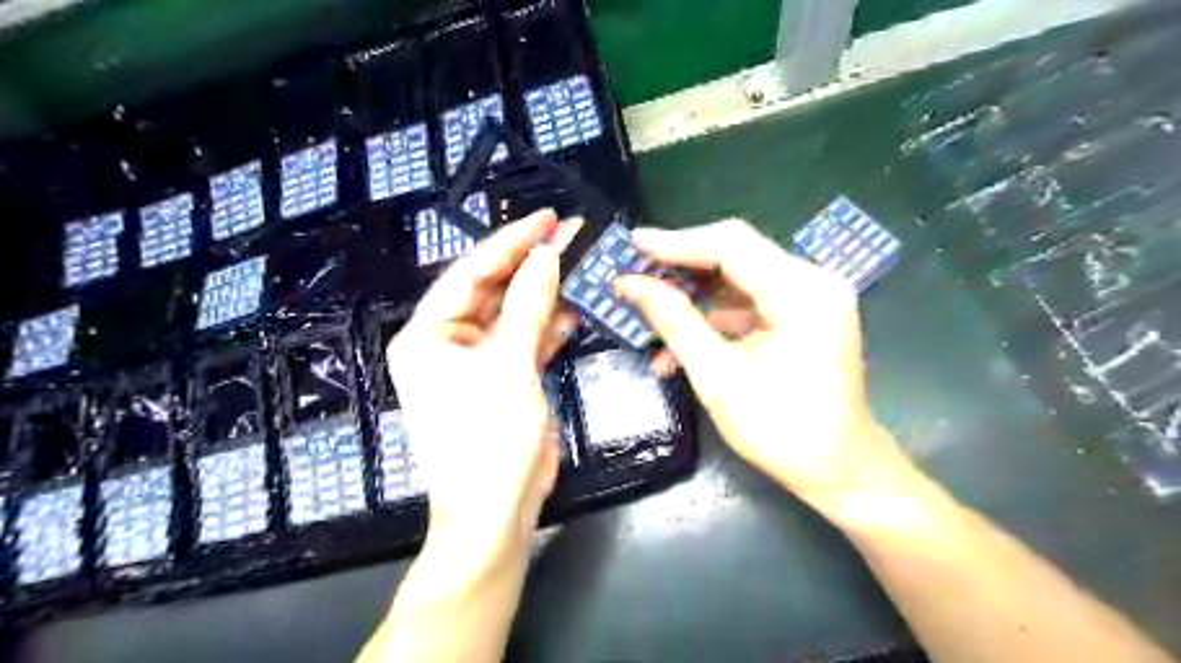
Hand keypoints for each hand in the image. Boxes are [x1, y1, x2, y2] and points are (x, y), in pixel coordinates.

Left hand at [390, 209, 579, 568]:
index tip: (546, 219)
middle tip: (570, 235)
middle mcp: (447, 342)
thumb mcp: (510, 366)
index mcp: (428, 335)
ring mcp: (477, 361)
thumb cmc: (490, 439)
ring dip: (544, 294)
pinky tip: (574, 310)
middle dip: (531, 265)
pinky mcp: (503, 378)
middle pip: (492, 291)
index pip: (471, 274)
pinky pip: (525, 341)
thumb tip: (548, 255)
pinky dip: (548, 327)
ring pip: (512, 314)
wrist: (497, 512)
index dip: (510, 243)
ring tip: (579, 264)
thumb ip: (529, 306)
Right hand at [613, 219, 915, 518]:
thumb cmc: (781, 430)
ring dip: (693, 295)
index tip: (631, 244)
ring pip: (738, 278)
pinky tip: (679, 343)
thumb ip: (673, 321)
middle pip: (735, 255)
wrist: (839, 469)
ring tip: (648, 309)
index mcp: (801, 292)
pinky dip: (713, 317)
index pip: (730, 245)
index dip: (675, 243)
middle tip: (635, 272)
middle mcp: (812, 281)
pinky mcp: (803, 314)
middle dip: (680, 266)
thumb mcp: (717, 375)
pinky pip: (749, 302)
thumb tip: (629, 284)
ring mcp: (810, 297)